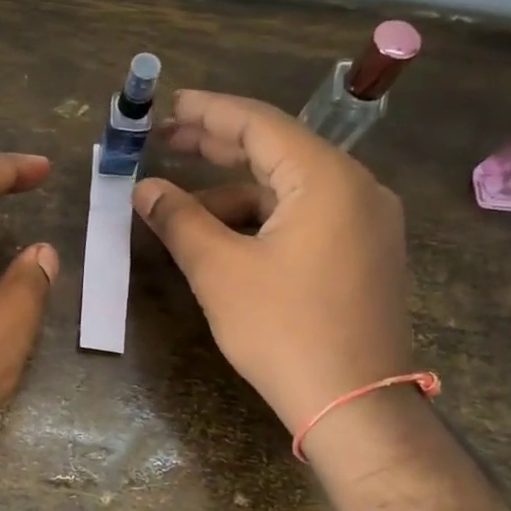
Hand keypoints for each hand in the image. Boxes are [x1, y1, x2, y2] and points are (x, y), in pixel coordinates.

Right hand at [134, 91, 412, 431]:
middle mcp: (356, 187)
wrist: (355, 405)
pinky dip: (262, 219)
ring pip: (288, 189)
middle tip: (165, 140)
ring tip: (181, 205)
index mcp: (326, 178)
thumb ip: (180, 219)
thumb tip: (145, 189)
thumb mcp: (220, 271)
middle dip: (217, 146)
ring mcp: (366, 222)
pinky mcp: (364, 253)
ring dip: (235, 191)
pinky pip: (305, 217)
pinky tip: (224, 237)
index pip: (259, 123)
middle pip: (276, 150)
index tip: (167, 105)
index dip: (207, 111)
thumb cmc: (284, 331)